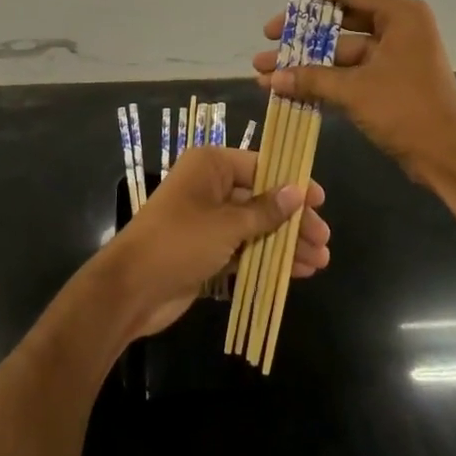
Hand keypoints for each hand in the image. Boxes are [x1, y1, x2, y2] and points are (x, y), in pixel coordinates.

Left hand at [103, 145, 331, 339]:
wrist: (130, 290)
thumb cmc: (179, 242)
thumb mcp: (227, 224)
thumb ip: (265, 210)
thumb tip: (299, 190)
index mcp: (210, 165)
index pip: (261, 166)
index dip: (292, 182)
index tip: (320, 200)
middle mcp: (210, 187)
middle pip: (262, 198)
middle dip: (293, 220)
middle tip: (324, 239)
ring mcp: (208, 220)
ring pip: (256, 226)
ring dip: (285, 243)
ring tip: (319, 261)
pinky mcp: (207, 250)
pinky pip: (245, 248)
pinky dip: (268, 258)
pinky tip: (296, 272)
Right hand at [254, 0, 455, 198]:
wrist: (449, 158)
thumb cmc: (407, 112)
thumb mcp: (355, 91)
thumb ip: (312, 79)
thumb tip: (270, 78)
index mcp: (400, 15)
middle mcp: (399, 27)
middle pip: (342, 19)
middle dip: (302, 30)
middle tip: (269, 34)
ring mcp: (395, 55)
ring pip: (341, 48)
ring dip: (307, 59)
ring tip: (266, 68)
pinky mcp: (389, 79)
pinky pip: (349, 70)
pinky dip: (323, 77)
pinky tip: (290, 86)